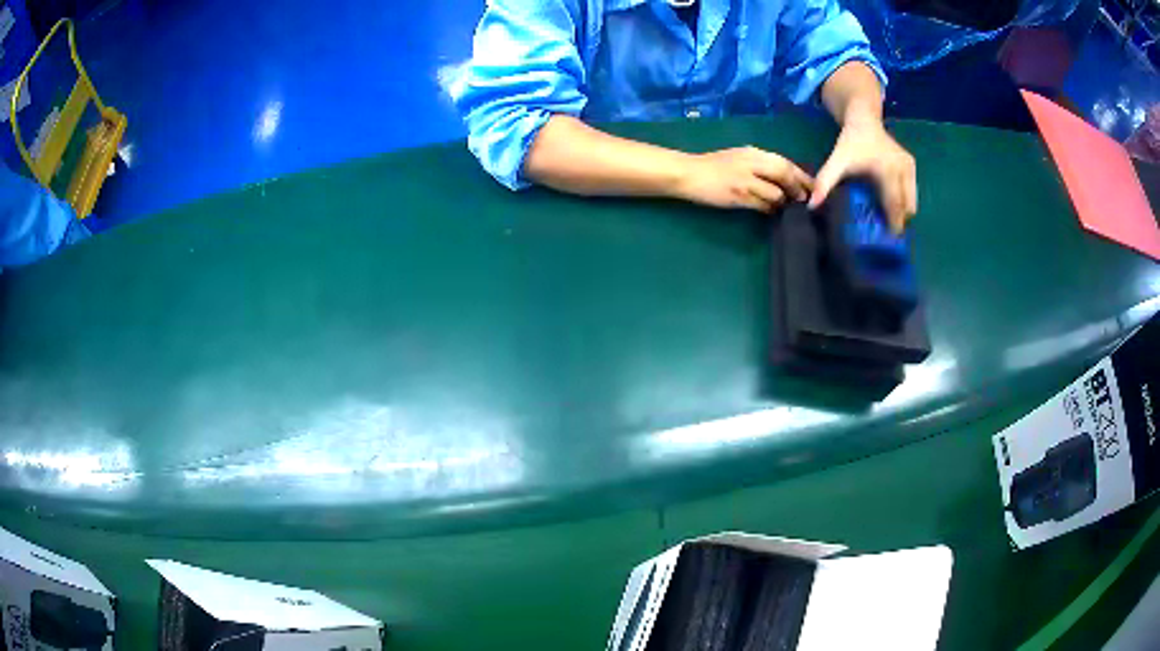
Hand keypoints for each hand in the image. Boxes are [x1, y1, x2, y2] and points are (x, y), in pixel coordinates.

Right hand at [675, 146, 813, 212]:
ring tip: (785, 207)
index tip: (812, 186)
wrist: (688, 173)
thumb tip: (783, 176)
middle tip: (804, 200)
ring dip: (783, 202)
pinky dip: (770, 209)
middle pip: (784, 175)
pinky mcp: (738, 196)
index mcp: (753, 152)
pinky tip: (770, 211)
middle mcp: (751, 163)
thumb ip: (759, 164)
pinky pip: (762, 205)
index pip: (784, 162)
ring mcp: (745, 180)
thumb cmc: (713, 166)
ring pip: (776, 193)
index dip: (802, 175)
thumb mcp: (738, 157)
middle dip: (798, 189)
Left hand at [809, 121, 916, 232]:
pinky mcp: (912, 165)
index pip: (894, 205)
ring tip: (887, 218)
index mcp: (887, 171)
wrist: (864, 120)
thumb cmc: (850, 142)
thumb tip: (812, 205)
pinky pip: (911, 191)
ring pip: (911, 201)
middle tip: (885, 232)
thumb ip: (825, 181)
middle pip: (906, 206)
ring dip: (902, 212)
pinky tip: (890, 203)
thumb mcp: (837, 161)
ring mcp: (910, 167)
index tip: (888, 240)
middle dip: (898, 221)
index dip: (894, 224)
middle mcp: (902, 169)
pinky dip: (904, 200)